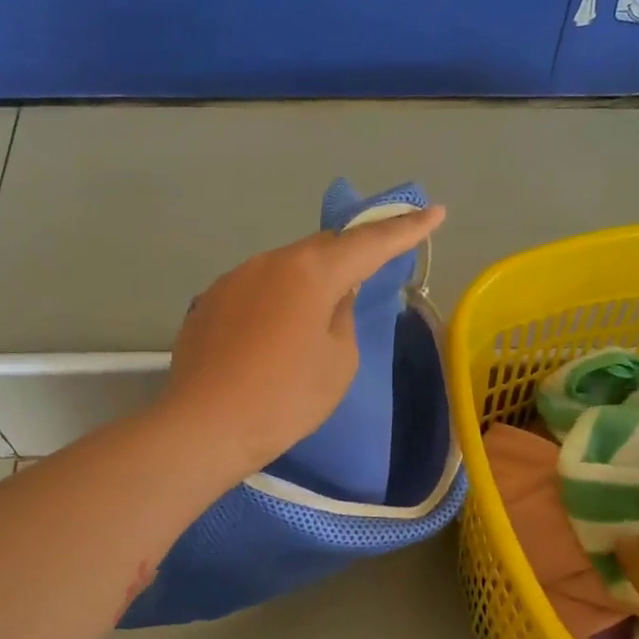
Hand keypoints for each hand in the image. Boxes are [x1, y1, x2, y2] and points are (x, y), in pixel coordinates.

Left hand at [161, 206, 445, 474]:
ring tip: (310, 320)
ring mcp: (232, 279)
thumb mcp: (338, 362)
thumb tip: (331, 298)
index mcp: (311, 271)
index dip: (406, 229)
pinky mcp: (207, 303)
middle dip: (348, 256)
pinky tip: (268, 338)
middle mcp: (269, 261)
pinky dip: (272, 303)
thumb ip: (343, 318)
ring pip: (283, 269)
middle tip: (366, 271)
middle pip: (320, 249)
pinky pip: (254, 291)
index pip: (369, 243)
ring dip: (305, 283)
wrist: (204, 426)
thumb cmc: (285, 398)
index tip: (434, 211)